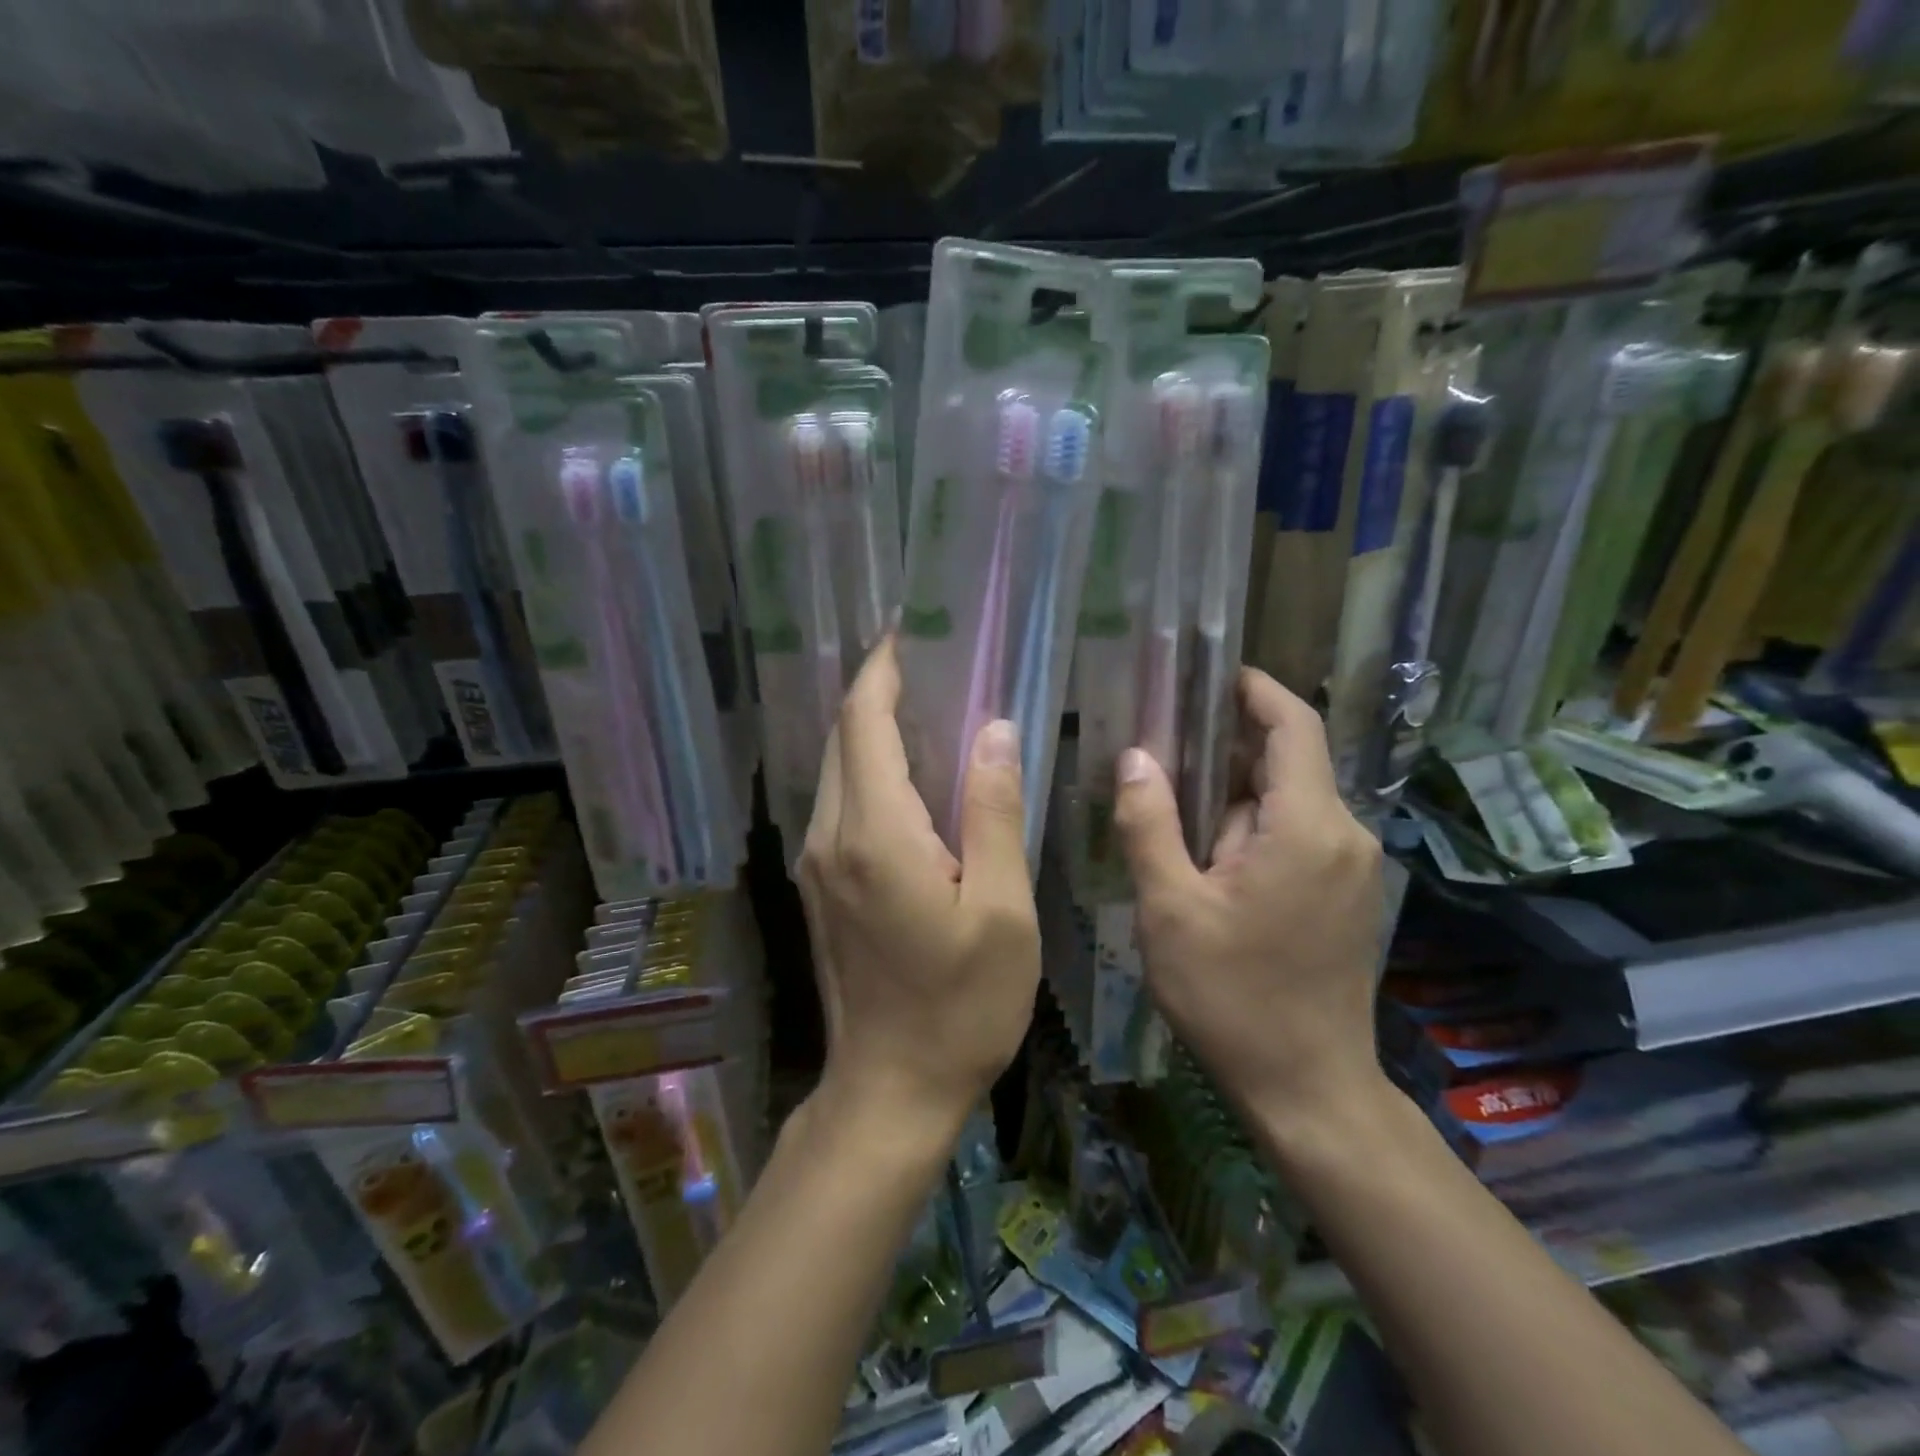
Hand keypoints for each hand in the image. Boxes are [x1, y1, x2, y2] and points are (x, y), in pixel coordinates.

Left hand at [797, 639, 1041, 1129]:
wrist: (889, 1089)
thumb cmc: (961, 1007)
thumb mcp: (1002, 911)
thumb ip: (993, 812)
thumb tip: (993, 730)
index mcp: (875, 834)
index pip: (864, 722)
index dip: (882, 670)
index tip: (908, 632)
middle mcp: (830, 837)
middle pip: (843, 738)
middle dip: (878, 692)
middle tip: (932, 663)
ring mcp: (816, 862)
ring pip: (837, 769)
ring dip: (873, 730)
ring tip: (928, 706)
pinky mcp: (820, 885)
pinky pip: (840, 803)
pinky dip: (869, 769)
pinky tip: (911, 774)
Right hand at [1113, 668, 1385, 1122]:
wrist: (1308, 1089)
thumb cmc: (1232, 998)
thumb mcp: (1170, 909)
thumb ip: (1150, 825)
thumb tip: (1136, 756)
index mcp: (1308, 827)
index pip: (1293, 725)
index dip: (1256, 689)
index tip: (1210, 673)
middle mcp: (1344, 835)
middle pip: (1286, 762)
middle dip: (1225, 750)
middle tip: (1159, 748)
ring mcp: (1351, 868)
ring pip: (1286, 803)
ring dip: (1233, 798)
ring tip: (1170, 808)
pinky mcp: (1344, 895)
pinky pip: (1297, 835)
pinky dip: (1252, 828)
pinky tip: (1207, 858)